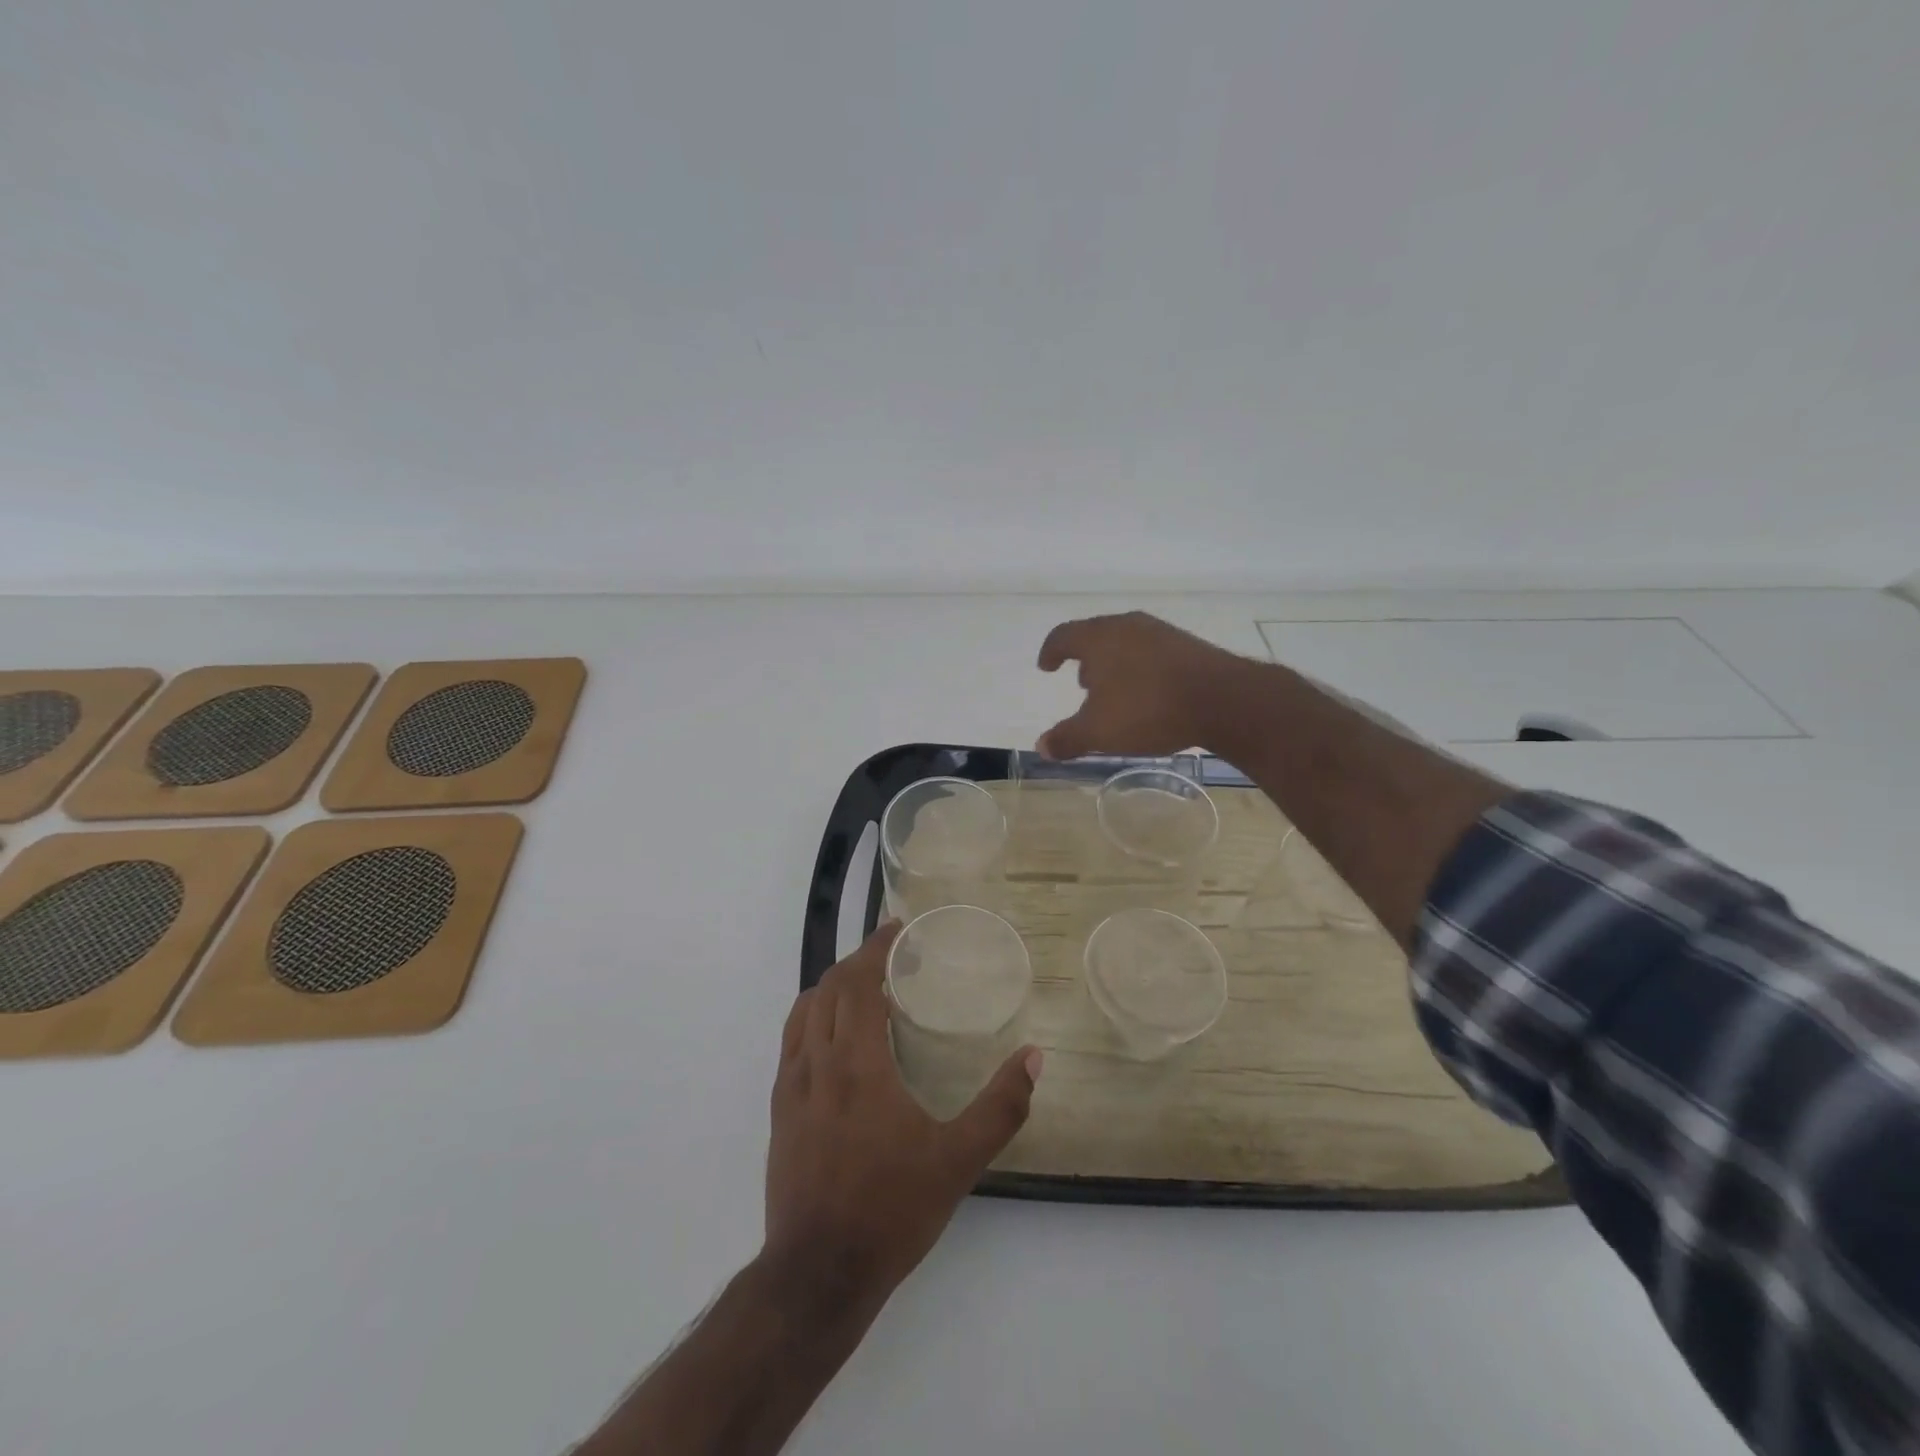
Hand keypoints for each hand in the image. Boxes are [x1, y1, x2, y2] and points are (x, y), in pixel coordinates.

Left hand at [765, 924, 1041, 1305]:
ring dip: (832, 986)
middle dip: (858, 961)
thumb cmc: (890, 1209)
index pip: (858, 982)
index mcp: (858, 1063)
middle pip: (828, 988)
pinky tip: (835, 1037)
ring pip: (804, 1011)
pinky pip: (792, 1041)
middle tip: (890, 954)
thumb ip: (1000, 1108)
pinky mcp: (780, 1110)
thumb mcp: (958, 1161)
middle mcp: (818, 1062)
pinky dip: (813, 1017)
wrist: (817, 1273)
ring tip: (864, 986)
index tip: (896, 929)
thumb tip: (1034, 1058)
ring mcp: (792, 1086)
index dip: (875, 949)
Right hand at [1036, 612, 1250, 759]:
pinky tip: (1148, 692)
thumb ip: (1067, 738)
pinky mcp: (1187, 644)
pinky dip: (1140, 667)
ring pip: (1126, 642)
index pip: (1063, 636)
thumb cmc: (1147, 710)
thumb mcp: (1099, 732)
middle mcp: (1126, 626)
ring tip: (1114, 690)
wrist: (1221, 699)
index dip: (1051, 651)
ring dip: (1114, 663)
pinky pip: (1151, 651)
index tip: (1046, 666)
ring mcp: (1160, 632)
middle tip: (1082, 682)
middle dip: (1085, 658)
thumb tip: (1041, 746)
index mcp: (1098, 638)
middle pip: (1096, 635)